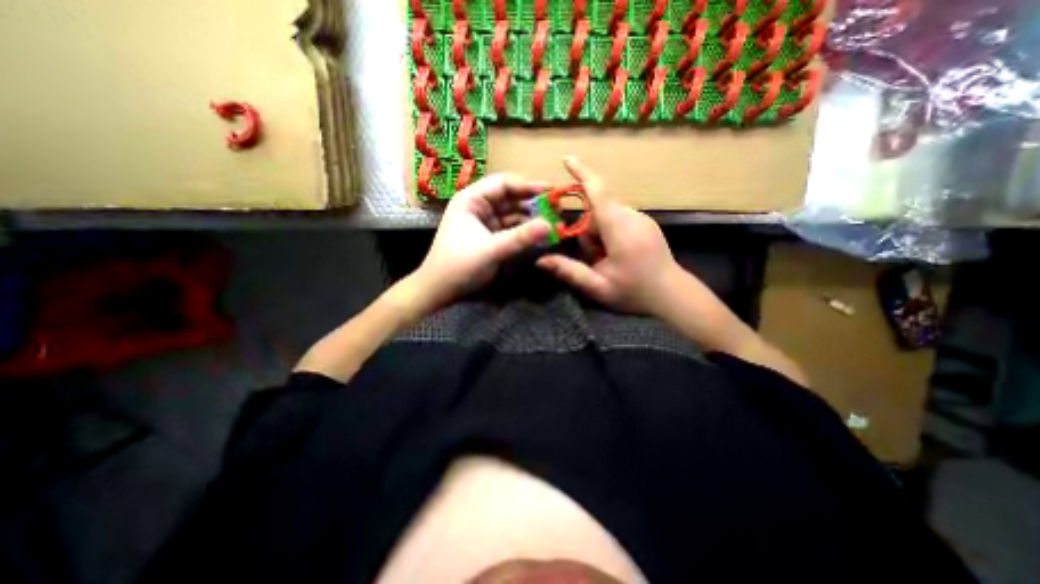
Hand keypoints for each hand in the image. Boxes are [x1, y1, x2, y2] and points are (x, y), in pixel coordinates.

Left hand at [412, 173, 550, 310]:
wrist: (440, 290)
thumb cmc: (459, 265)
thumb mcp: (492, 249)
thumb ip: (521, 236)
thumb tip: (550, 225)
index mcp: (471, 200)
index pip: (504, 184)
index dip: (528, 185)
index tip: (552, 190)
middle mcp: (479, 207)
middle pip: (510, 197)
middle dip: (533, 202)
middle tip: (557, 207)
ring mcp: (484, 222)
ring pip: (512, 214)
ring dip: (531, 217)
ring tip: (553, 221)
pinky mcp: (490, 237)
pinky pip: (511, 229)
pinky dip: (524, 231)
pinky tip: (539, 234)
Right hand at [536, 158, 688, 317]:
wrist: (673, 296)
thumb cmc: (635, 293)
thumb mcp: (597, 287)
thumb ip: (569, 272)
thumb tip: (540, 261)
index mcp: (620, 229)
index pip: (598, 192)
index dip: (582, 173)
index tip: (567, 159)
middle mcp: (632, 217)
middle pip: (598, 209)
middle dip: (587, 231)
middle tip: (592, 259)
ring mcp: (642, 219)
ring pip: (608, 215)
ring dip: (598, 235)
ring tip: (606, 261)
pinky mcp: (646, 224)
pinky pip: (619, 219)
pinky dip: (609, 234)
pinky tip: (616, 255)